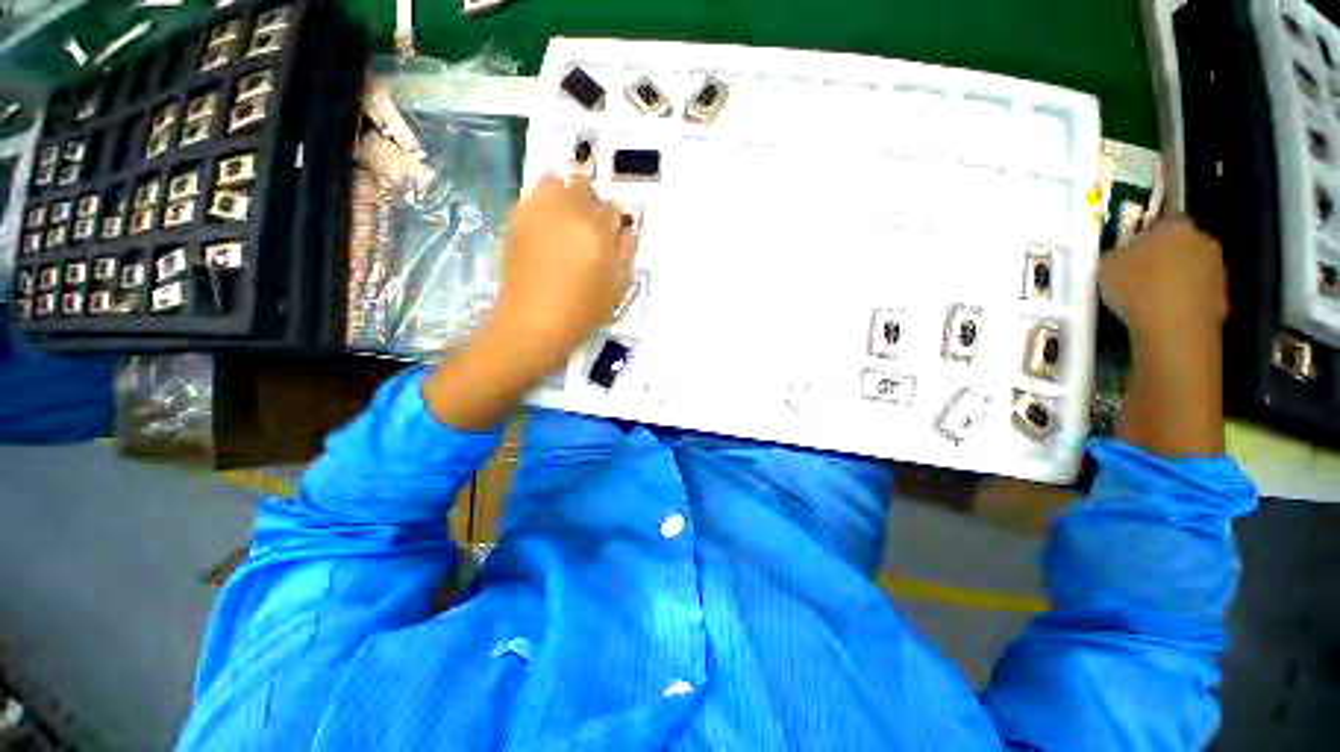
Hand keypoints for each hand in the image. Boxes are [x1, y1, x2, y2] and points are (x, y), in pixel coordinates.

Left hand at [487, 176, 637, 377]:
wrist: (535, 320)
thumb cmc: (583, 309)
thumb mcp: (619, 286)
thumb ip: (626, 252)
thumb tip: (626, 230)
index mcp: (597, 229)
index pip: (612, 209)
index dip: (614, 224)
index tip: (611, 240)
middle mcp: (567, 211)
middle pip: (585, 188)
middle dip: (591, 206)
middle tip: (590, 232)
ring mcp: (538, 212)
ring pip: (556, 183)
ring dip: (566, 197)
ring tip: (566, 222)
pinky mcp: (517, 219)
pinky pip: (533, 196)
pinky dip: (543, 203)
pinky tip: (546, 227)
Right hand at [1099, 219, 1227, 347]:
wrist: (1173, 325)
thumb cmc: (1137, 287)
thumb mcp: (1106, 266)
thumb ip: (1118, 255)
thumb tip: (1124, 256)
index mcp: (1175, 227)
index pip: (1161, 223)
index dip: (1145, 238)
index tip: (1131, 255)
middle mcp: (1202, 240)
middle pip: (1182, 245)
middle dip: (1165, 257)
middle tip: (1142, 275)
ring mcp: (1217, 269)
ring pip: (1192, 268)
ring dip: (1177, 278)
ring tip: (1152, 298)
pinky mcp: (1222, 296)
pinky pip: (1199, 293)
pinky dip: (1185, 300)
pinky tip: (1166, 313)